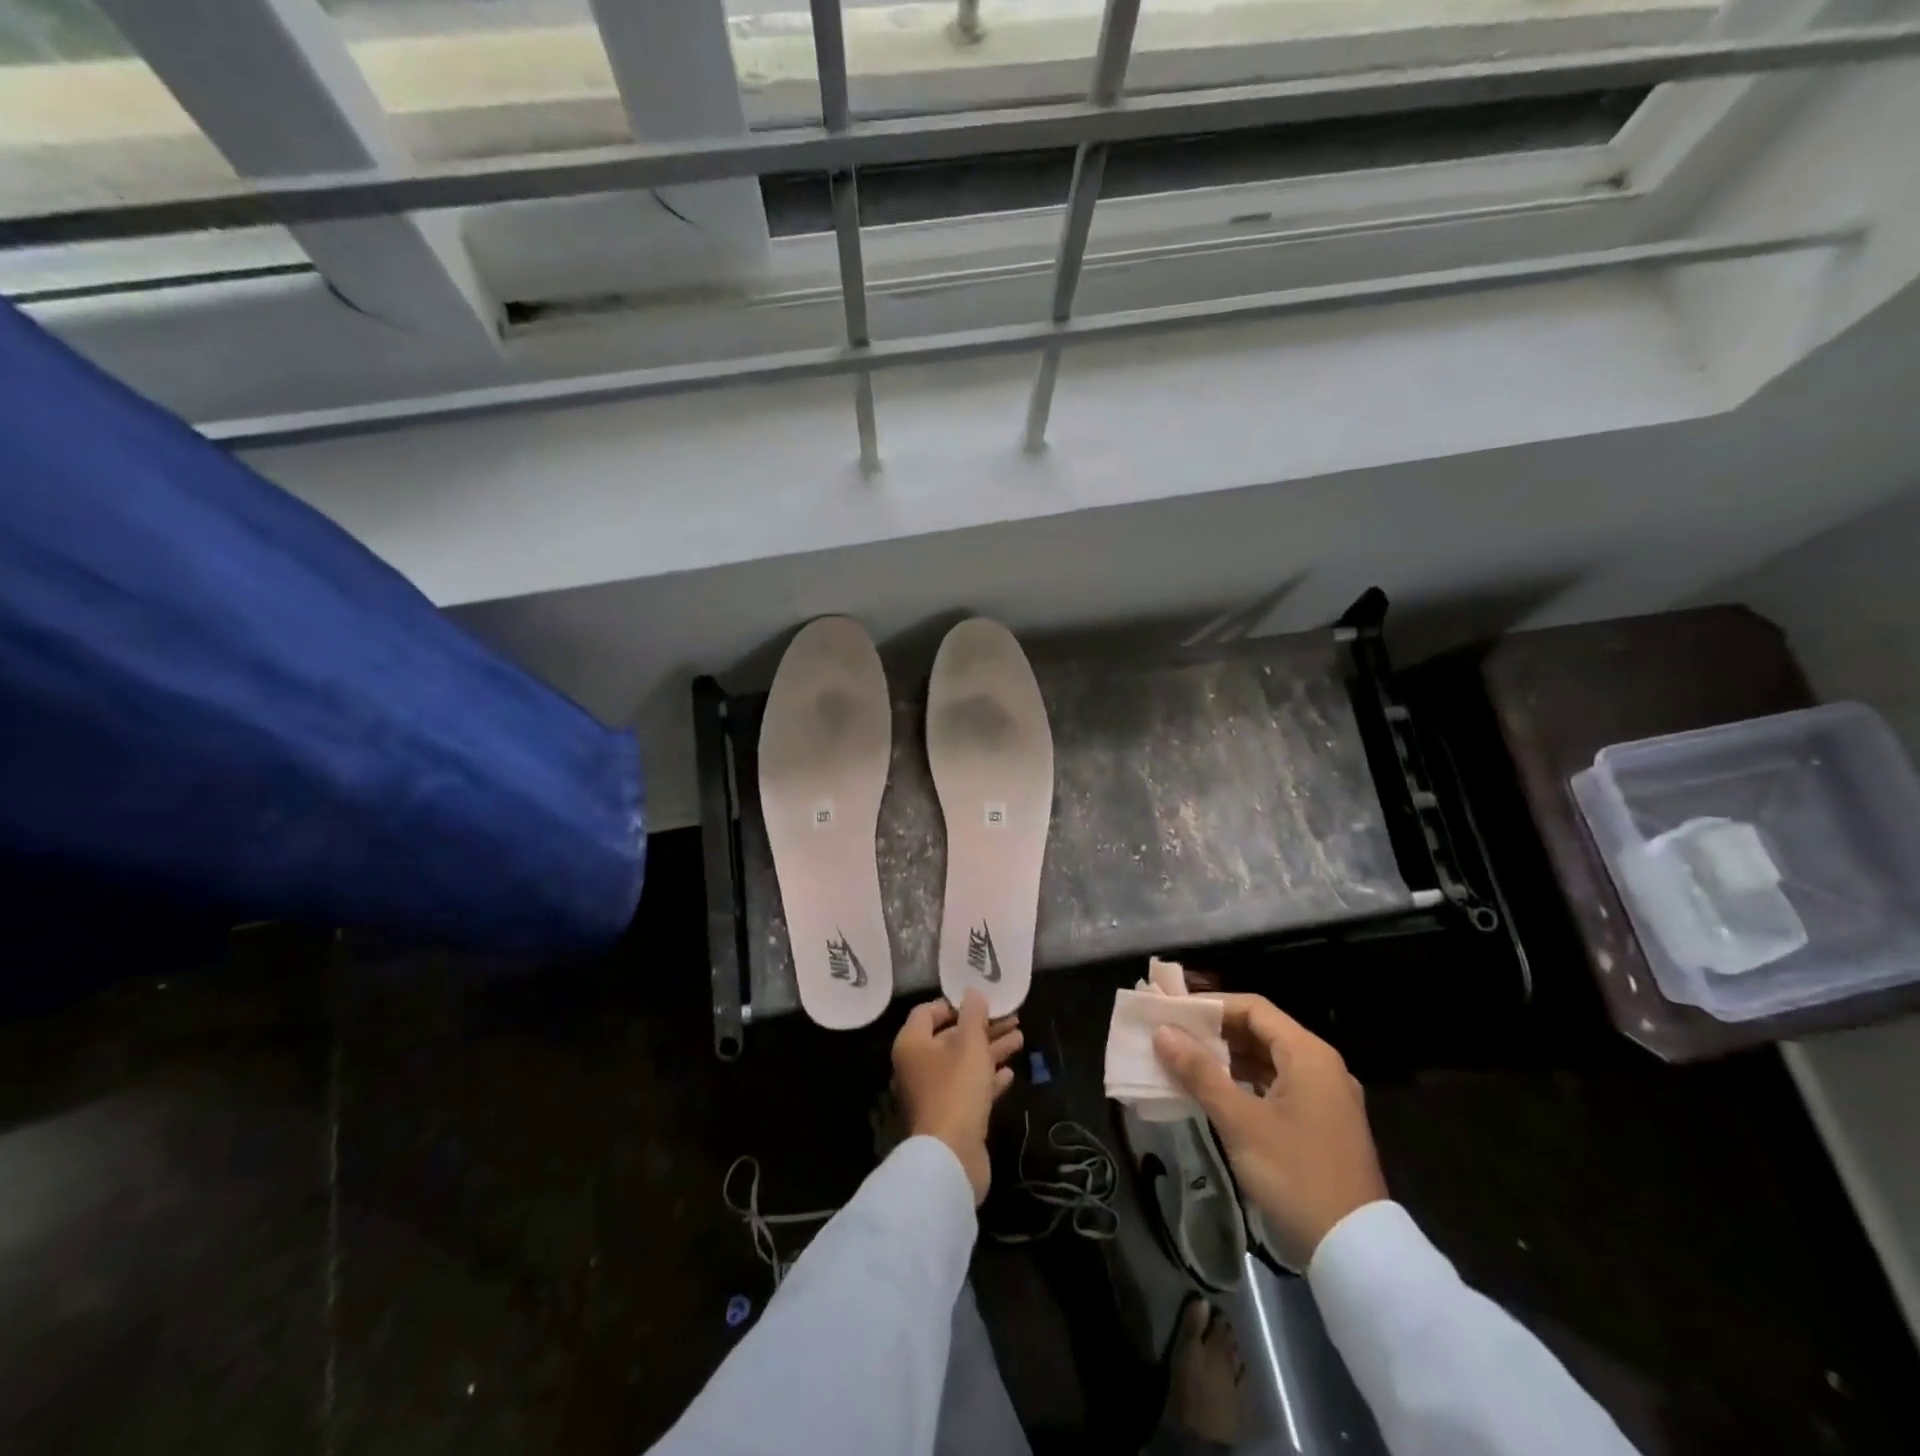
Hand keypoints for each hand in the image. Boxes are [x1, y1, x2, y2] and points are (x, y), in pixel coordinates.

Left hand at [892, 991, 1023, 1204]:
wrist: (951, 1157)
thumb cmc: (956, 1089)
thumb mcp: (970, 1045)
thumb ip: (973, 1016)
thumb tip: (972, 991)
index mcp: (912, 1045)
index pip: (927, 1012)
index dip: (953, 1004)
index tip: (980, 1002)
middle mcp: (917, 1067)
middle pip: (950, 1038)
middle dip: (982, 1027)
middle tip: (1012, 1018)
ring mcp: (933, 1094)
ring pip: (963, 1063)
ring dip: (991, 1050)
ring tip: (1020, 1039)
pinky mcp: (949, 1117)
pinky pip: (969, 1089)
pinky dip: (988, 1079)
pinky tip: (1010, 1073)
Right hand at [1153, 993, 1386, 1267]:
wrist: (1355, 1252)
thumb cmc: (1295, 1175)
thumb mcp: (1240, 1122)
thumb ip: (1199, 1072)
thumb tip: (1162, 1032)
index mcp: (1309, 1055)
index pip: (1253, 1008)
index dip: (1211, 1005)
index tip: (1172, 1011)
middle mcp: (1322, 1066)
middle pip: (1262, 1031)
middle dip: (1216, 1031)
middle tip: (1173, 1035)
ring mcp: (1326, 1096)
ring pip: (1269, 1060)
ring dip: (1229, 1058)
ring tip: (1186, 1061)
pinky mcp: (1323, 1123)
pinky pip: (1279, 1085)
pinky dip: (1246, 1082)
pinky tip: (1217, 1093)